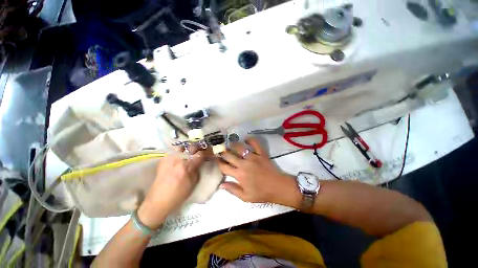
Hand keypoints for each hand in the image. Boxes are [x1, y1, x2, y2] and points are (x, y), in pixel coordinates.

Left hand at [138, 147, 205, 228]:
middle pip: (191, 147)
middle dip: (197, 149)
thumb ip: (197, 169)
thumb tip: (200, 162)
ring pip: (182, 147)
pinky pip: (174, 152)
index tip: (209, 153)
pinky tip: (180, 158)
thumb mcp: (193, 183)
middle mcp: (178, 159)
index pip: (200, 154)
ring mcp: (169, 158)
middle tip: (199, 152)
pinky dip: (179, 153)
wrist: (159, 200)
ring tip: (188, 154)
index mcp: (187, 166)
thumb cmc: (179, 194)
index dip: (206, 152)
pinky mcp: (163, 159)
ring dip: (187, 150)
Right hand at [217, 138, 300, 206]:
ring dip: (233, 144)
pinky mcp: (261, 154)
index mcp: (239, 175)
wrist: (278, 187)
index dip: (218, 162)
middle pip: (229, 155)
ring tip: (230, 143)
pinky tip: (246, 138)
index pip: (224, 166)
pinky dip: (250, 139)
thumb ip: (232, 190)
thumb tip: (221, 184)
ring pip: (240, 147)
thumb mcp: (245, 197)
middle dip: (223, 152)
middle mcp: (244, 164)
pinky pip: (255, 143)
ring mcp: (253, 157)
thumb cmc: (261, 193)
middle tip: (220, 150)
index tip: (216, 159)